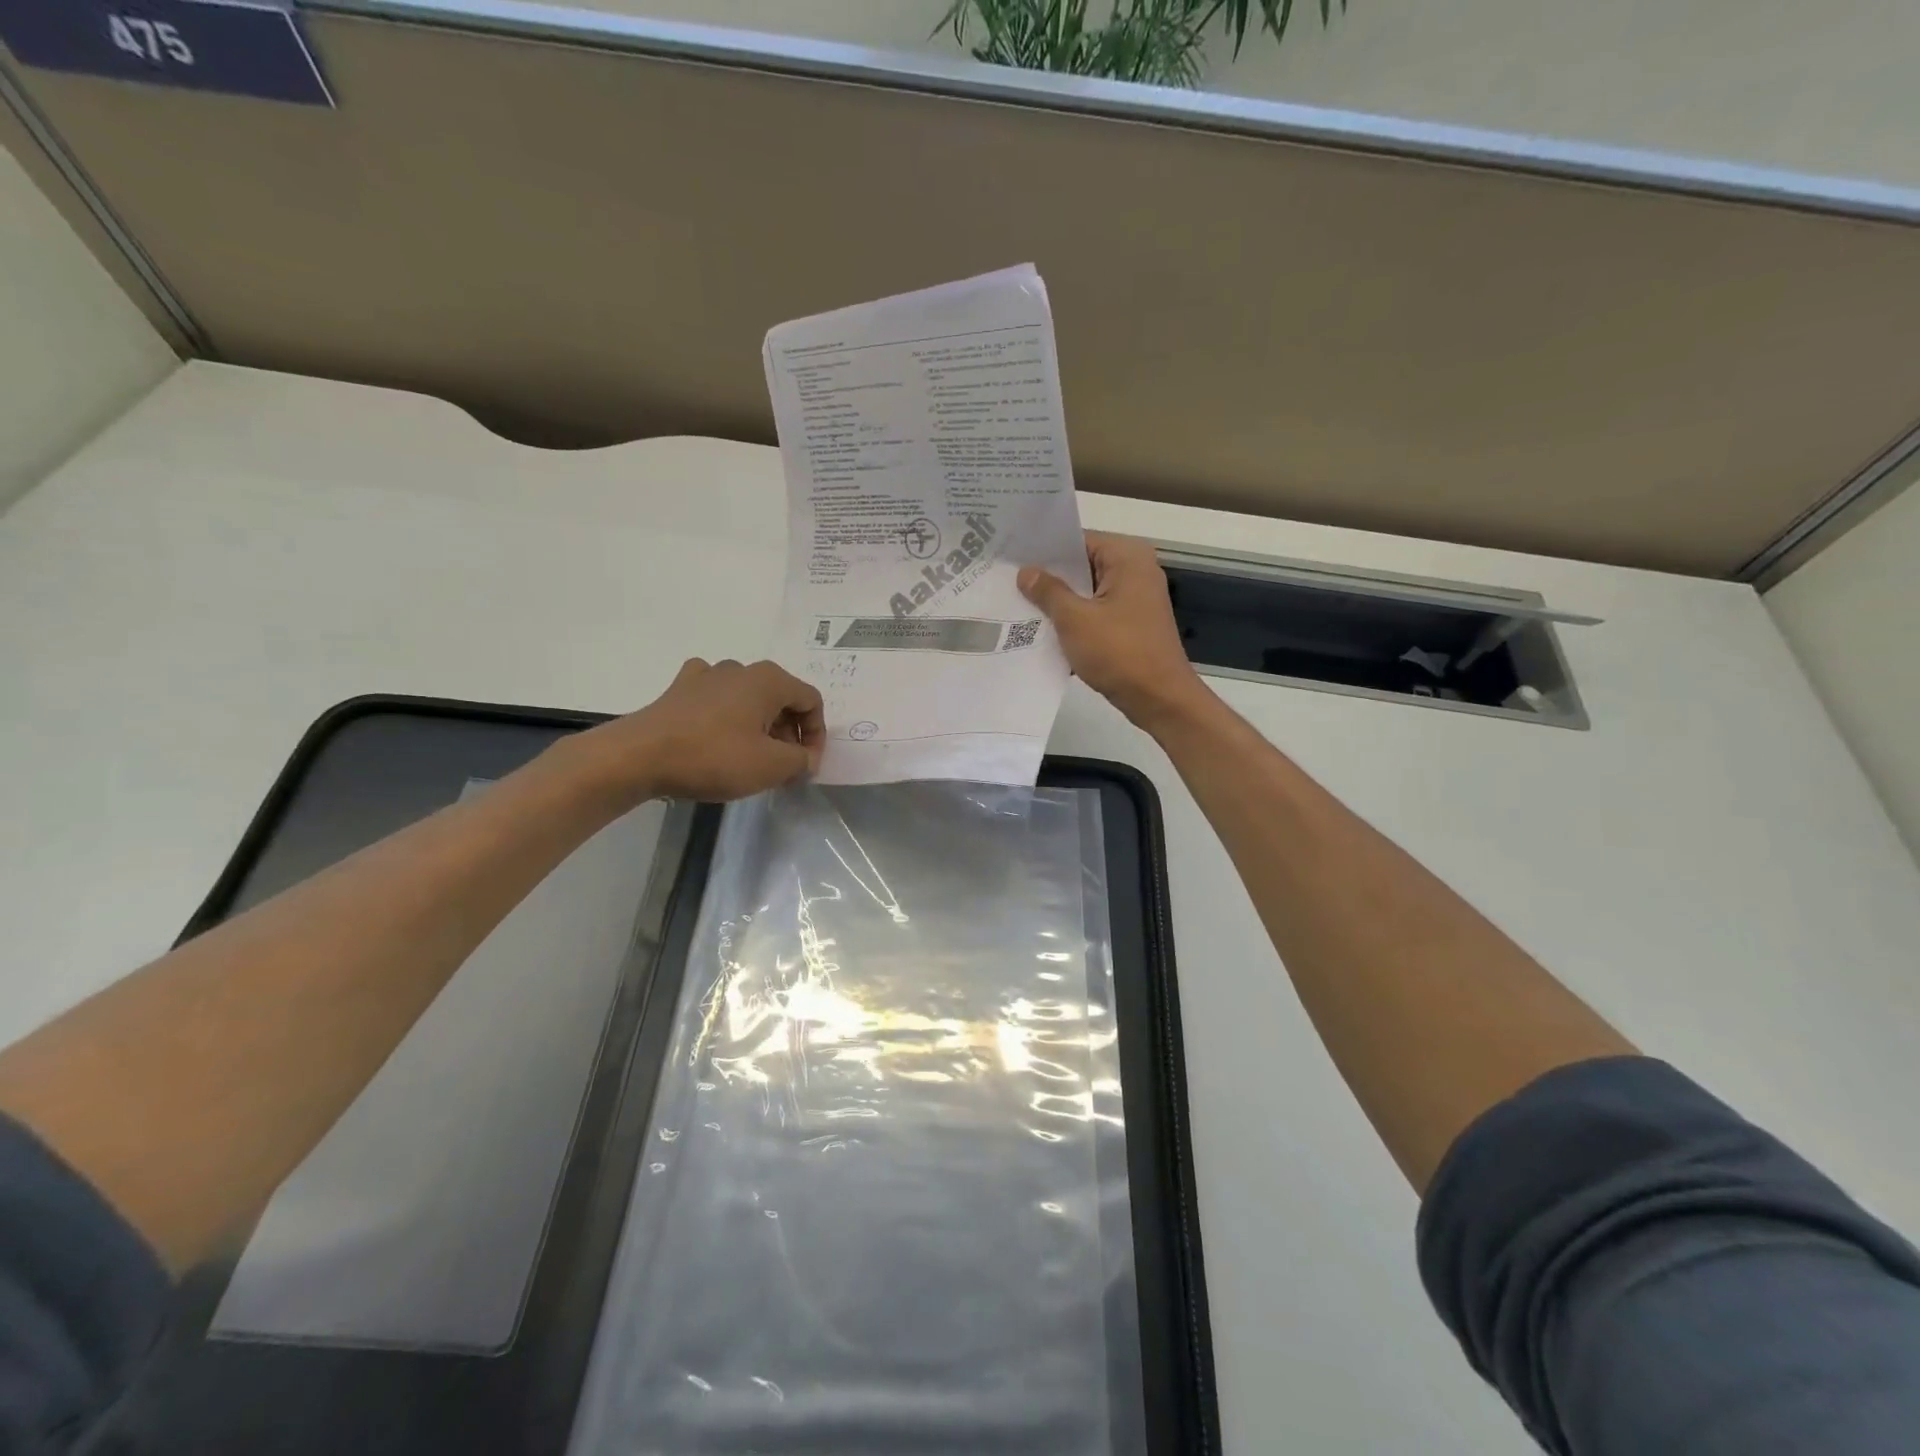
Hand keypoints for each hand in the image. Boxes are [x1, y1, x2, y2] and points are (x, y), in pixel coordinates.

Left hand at [573, 658, 825, 802]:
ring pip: (749, 699)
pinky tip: (718, 734)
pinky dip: (726, 715)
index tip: (806, 766)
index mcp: (769, 680)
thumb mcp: (771, 766)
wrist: (638, 757)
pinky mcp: (680, 689)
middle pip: (781, 699)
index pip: (811, 701)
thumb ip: (801, 761)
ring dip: (759, 726)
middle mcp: (741, 668)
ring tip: (750, 758)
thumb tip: (805, 758)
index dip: (817, 735)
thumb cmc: (713, 757)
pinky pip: (716, 698)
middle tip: (782, 767)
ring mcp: (707, 675)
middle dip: (789, 733)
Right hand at [1019, 532, 1212, 734]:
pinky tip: (1042, 630)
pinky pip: (1095, 613)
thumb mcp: (1075, 619)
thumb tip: (1026, 572)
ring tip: (1017, 604)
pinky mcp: (1131, 625)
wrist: (1159, 699)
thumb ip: (1048, 591)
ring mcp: (1135, 599)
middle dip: (1048, 577)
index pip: (1078, 541)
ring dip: (1059, 602)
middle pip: (1082, 565)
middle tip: (1007, 581)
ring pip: (1087, 592)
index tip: (1011, 557)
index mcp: (1127, 557)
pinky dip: (1074, 620)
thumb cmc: (1119, 652)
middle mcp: (1135, 570)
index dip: (1045, 551)